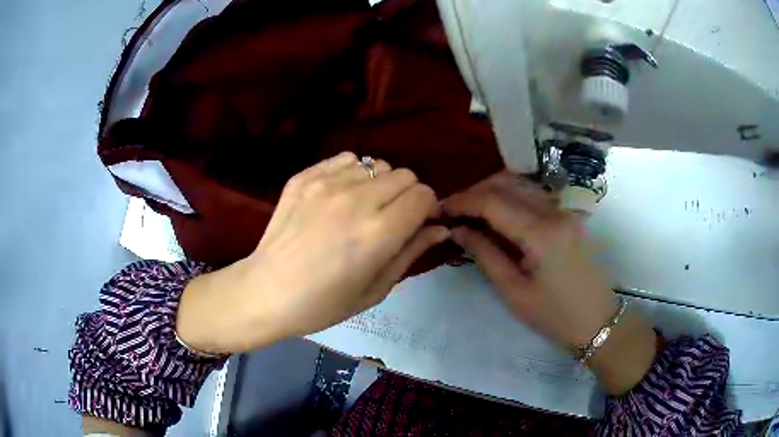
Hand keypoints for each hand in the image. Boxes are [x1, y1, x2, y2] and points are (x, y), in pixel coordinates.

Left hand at [177, 152, 447, 353]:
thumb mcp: (375, 289)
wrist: (266, 291)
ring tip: (363, 207)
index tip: (417, 223)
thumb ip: (411, 253)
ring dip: (379, 184)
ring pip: (377, 164)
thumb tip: (440, 228)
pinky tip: (340, 196)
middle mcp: (356, 200)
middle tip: (391, 218)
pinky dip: (352, 173)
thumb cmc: (323, 303)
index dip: (427, 208)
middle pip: (404, 175)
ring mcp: (326, 183)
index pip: (424, 196)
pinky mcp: (304, 176)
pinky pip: (346, 159)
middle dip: (408, 195)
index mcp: (378, 233)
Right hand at [443, 171, 656, 394]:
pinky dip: (511, 198)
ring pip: (522, 184)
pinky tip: (498, 214)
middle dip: (475, 192)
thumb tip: (458, 230)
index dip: (463, 201)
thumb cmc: (554, 316)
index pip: (493, 202)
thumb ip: (485, 255)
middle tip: (453, 210)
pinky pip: (534, 195)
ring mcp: (565, 211)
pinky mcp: (569, 216)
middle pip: (508, 184)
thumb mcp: (514, 292)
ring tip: (471, 211)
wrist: (597, 321)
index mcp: (541, 233)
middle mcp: (555, 211)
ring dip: (493, 191)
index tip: (440, 209)